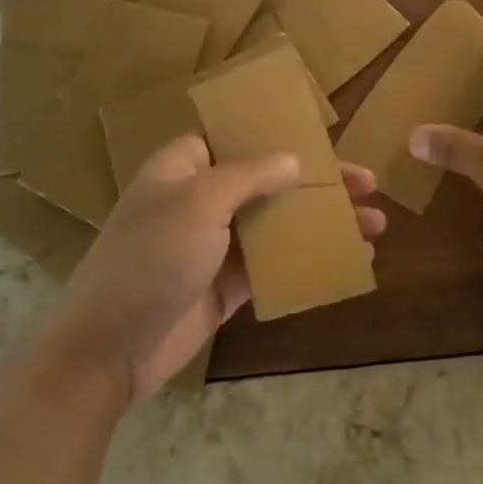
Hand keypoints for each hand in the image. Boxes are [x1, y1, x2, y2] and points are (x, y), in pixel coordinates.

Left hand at [49, 134, 385, 404]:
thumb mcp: (198, 202)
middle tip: (368, 184)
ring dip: (323, 222)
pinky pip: (275, 264)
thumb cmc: (150, 258)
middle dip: (319, 182)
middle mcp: (202, 198)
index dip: (280, 134)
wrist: (108, 349)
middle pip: (269, 179)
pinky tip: (348, 261)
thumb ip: (248, 176)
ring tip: (374, 225)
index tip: (324, 137)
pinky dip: (309, 260)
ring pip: (278, 223)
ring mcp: (215, 243)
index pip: (238, 137)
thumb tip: (293, 160)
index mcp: (186, 166)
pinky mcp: (227, 284)